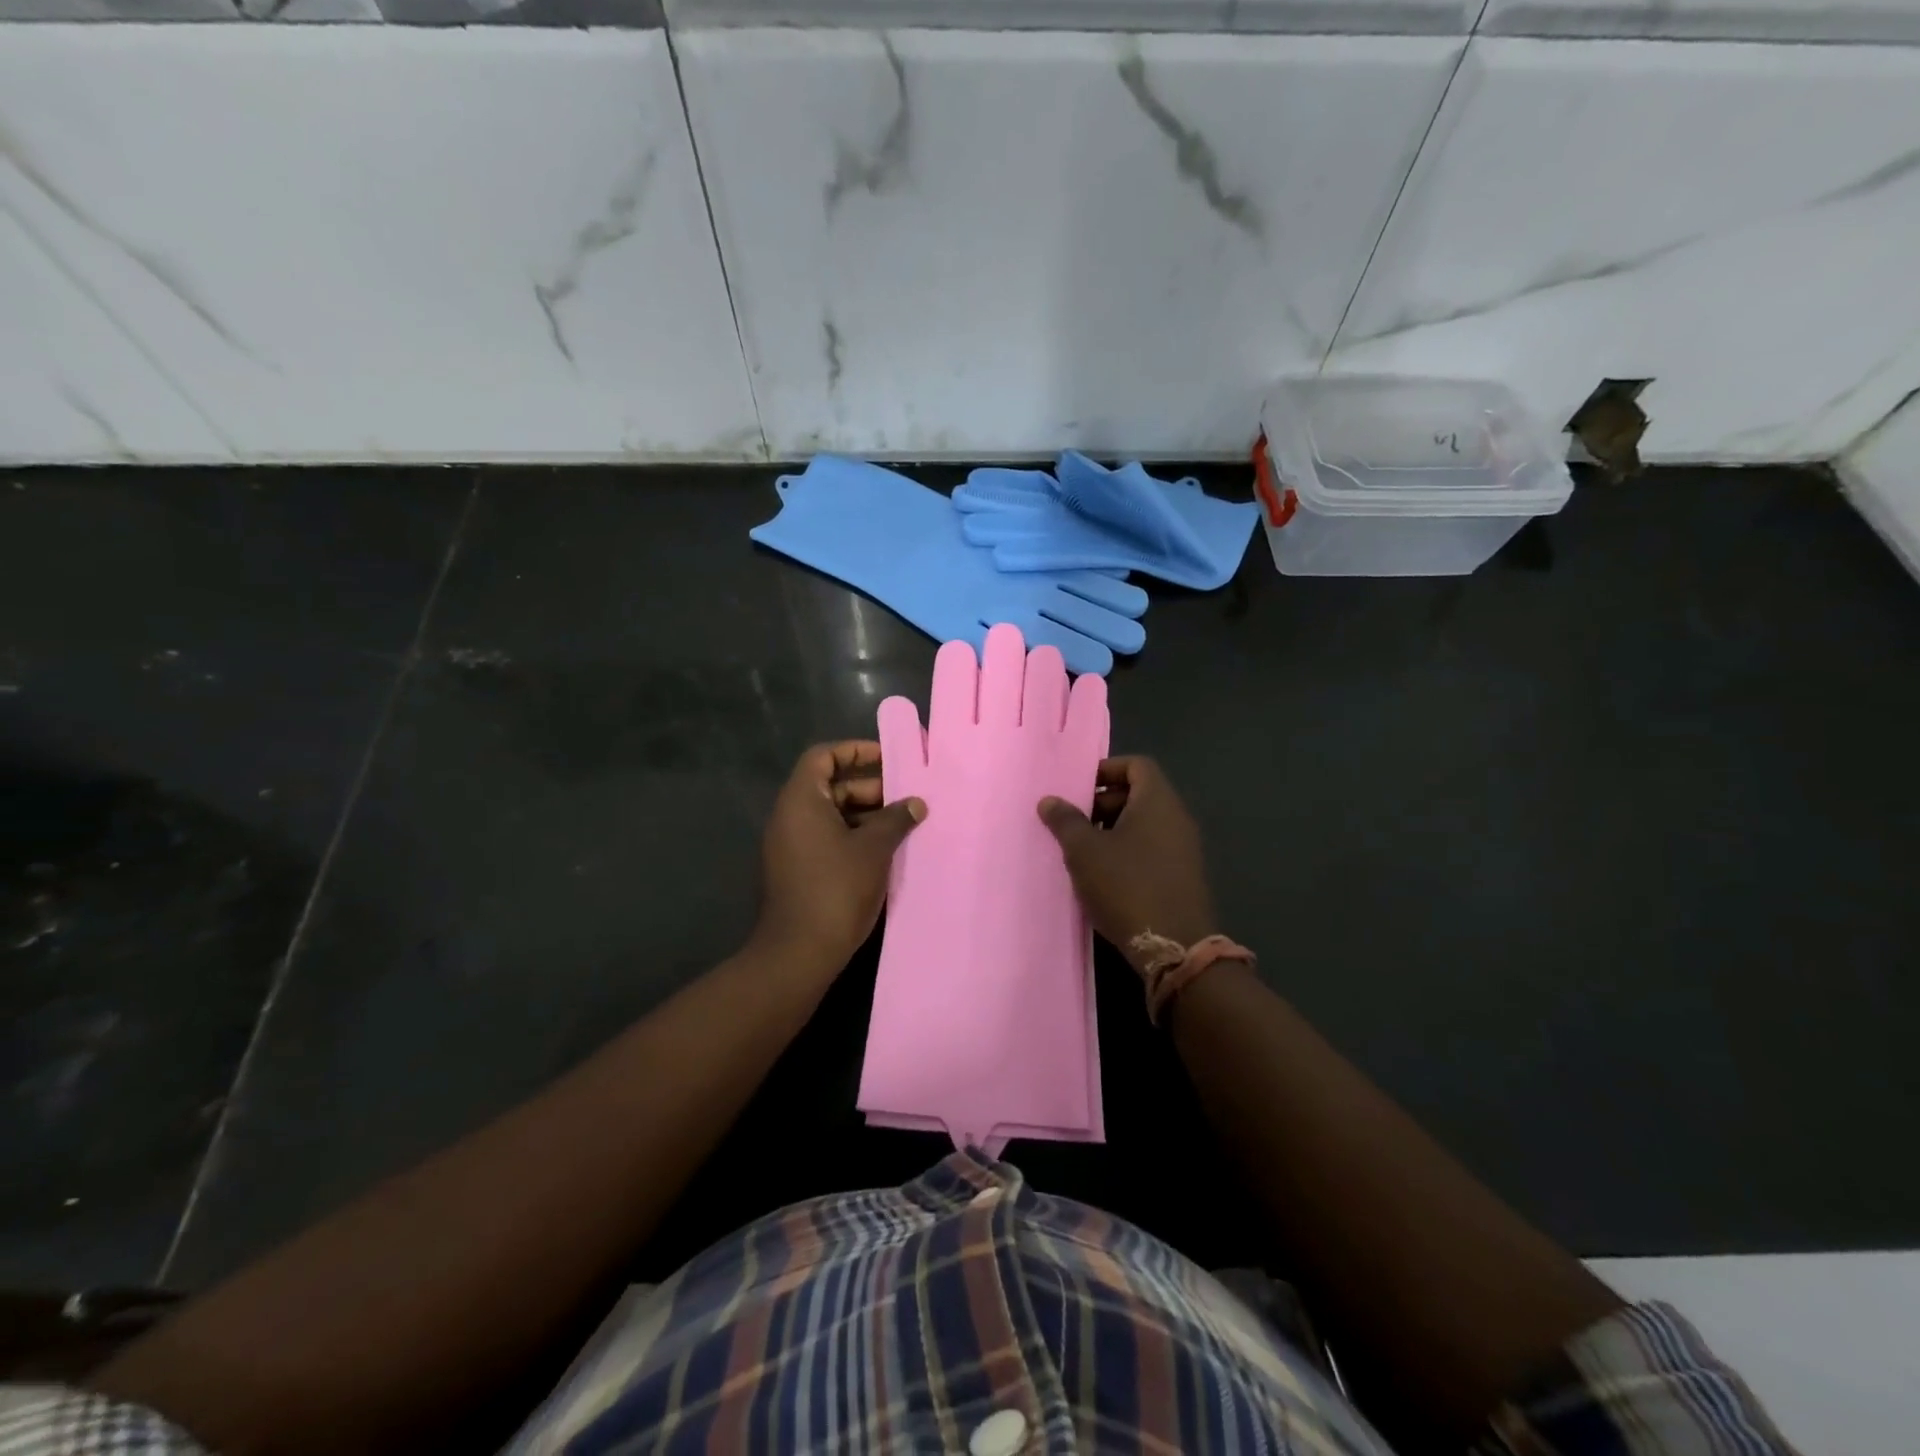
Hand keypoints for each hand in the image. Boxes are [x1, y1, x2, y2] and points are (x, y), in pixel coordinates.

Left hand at [752, 741, 925, 973]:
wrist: (799, 952)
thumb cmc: (837, 888)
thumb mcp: (875, 849)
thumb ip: (896, 819)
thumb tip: (916, 803)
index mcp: (802, 800)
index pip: (823, 756)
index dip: (855, 750)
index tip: (888, 759)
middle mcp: (790, 816)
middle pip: (830, 786)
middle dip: (869, 788)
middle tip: (906, 799)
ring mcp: (791, 845)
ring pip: (831, 815)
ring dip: (866, 816)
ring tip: (903, 826)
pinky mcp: (797, 869)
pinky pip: (826, 838)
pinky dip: (854, 837)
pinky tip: (885, 852)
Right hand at [1037, 756, 1216, 972]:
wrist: (1174, 946)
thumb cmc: (1126, 886)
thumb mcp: (1085, 851)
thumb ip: (1065, 821)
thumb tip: (1049, 800)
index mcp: (1158, 801)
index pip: (1137, 765)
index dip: (1106, 769)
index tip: (1078, 787)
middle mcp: (1176, 818)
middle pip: (1139, 793)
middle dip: (1103, 803)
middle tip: (1073, 822)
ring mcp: (1184, 849)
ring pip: (1144, 824)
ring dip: (1112, 830)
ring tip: (1082, 851)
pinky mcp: (1183, 876)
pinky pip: (1152, 849)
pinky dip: (1127, 852)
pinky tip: (1103, 876)